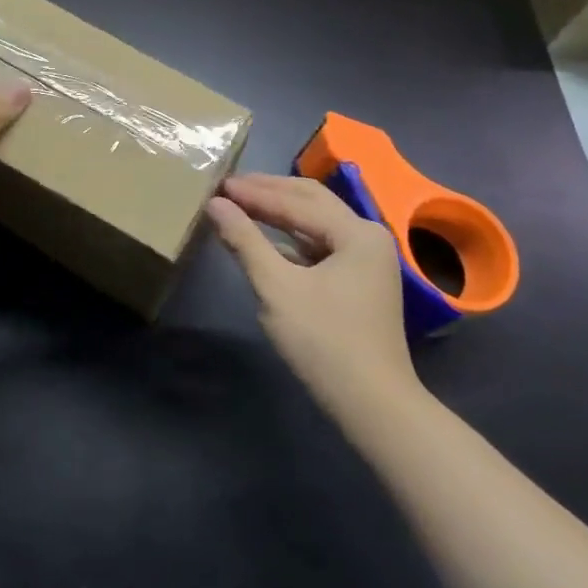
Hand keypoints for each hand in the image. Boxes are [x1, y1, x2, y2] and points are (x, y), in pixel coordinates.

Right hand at [206, 174, 423, 408]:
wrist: (372, 404)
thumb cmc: (323, 341)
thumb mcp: (276, 287)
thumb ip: (245, 240)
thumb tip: (215, 203)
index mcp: (357, 232)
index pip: (297, 200)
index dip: (255, 191)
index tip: (218, 184)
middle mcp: (368, 236)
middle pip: (312, 202)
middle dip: (270, 192)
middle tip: (229, 186)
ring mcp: (367, 260)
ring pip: (317, 223)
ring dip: (280, 213)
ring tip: (242, 206)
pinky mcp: (359, 282)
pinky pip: (321, 246)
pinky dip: (292, 238)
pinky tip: (267, 239)